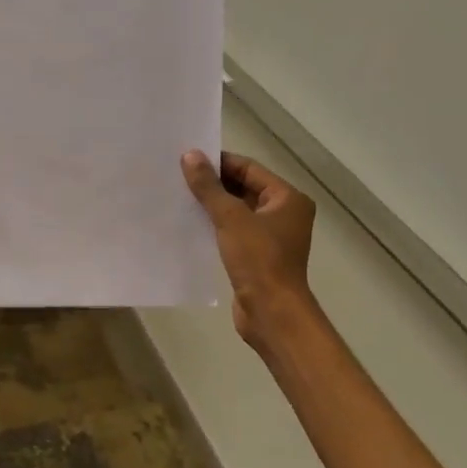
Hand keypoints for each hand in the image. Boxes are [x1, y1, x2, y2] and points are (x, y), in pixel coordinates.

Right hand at [182, 150, 317, 353]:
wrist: (271, 312)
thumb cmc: (258, 259)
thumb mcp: (230, 218)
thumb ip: (209, 187)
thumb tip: (190, 155)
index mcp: (287, 199)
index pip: (249, 168)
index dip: (219, 162)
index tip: (188, 159)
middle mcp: (283, 213)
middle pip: (244, 187)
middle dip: (213, 183)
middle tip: (179, 175)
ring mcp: (271, 235)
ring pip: (237, 209)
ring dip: (212, 203)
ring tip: (180, 195)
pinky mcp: (257, 254)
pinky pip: (234, 229)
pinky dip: (215, 224)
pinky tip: (190, 221)